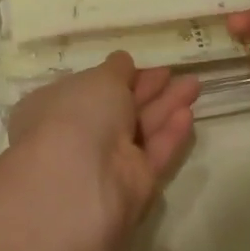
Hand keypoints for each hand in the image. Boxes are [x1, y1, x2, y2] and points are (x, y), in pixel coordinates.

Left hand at [5, 53, 198, 237]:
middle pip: (118, 109)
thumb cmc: (77, 116)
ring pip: (139, 130)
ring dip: (165, 106)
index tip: (139, 65)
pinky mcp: (132, 188)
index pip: (88, 90)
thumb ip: (116, 71)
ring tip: (194, 85)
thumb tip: (122, 62)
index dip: (114, 77)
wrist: (79, 187)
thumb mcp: (97, 80)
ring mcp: (105, 164)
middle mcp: (78, 136)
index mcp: (55, 107)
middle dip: (146, 90)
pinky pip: (152, 156)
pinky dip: (169, 135)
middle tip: (174, 73)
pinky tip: (187, 115)